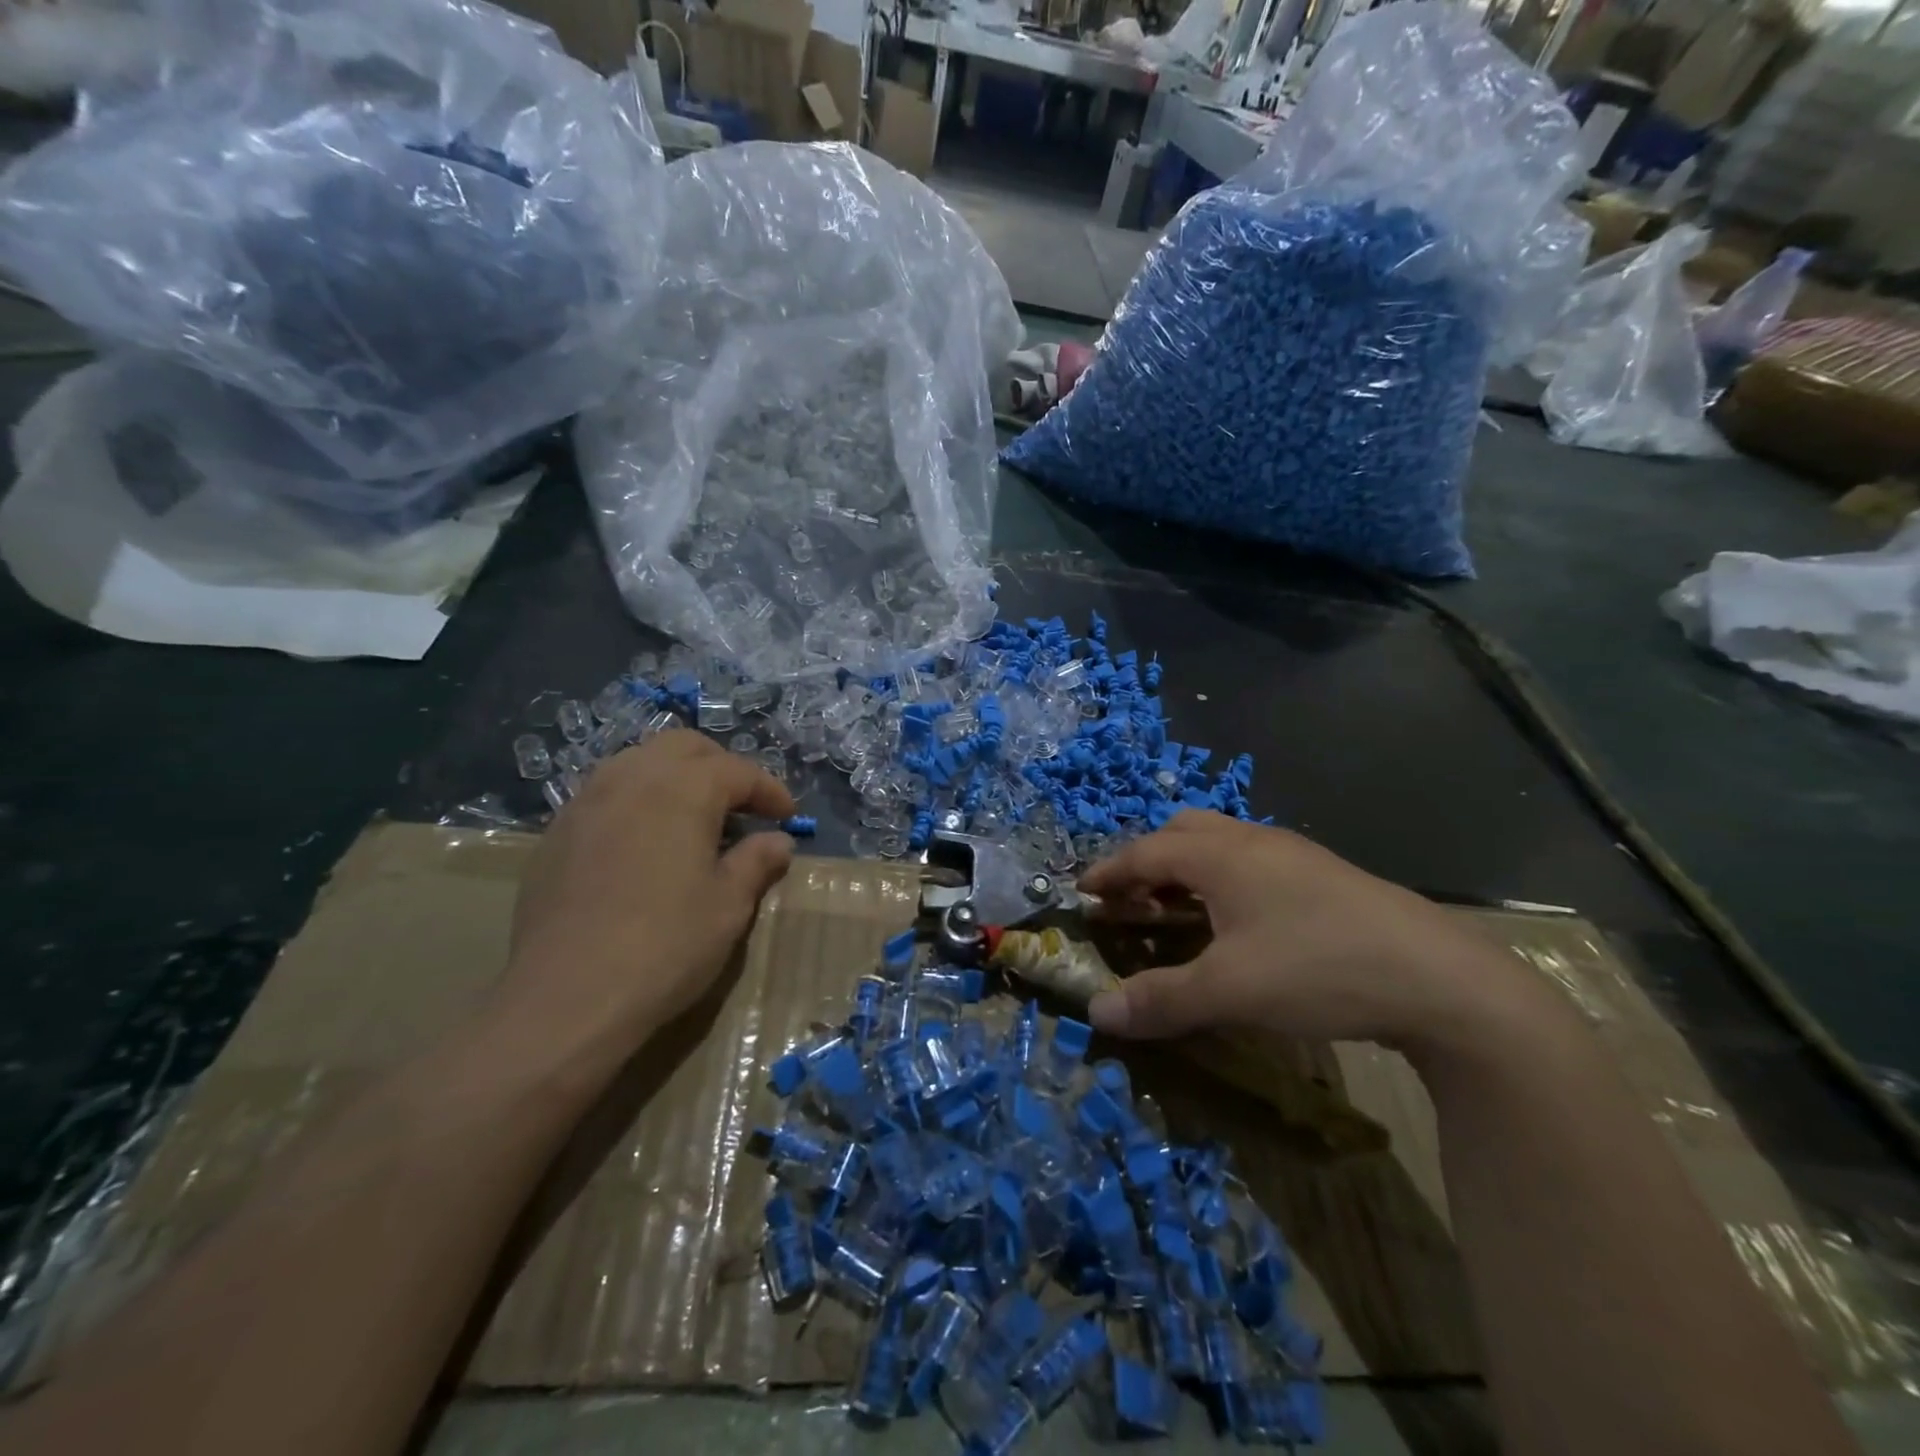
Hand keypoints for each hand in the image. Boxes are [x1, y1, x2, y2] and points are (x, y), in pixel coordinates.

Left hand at [500, 731, 796, 1049]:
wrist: (567, 997)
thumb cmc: (666, 946)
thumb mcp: (729, 905)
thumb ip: (757, 862)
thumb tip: (778, 841)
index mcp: (682, 789)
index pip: (737, 771)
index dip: (769, 790)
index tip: (788, 817)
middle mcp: (632, 779)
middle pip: (684, 747)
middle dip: (721, 766)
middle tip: (742, 805)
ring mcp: (586, 802)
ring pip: (638, 761)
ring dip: (675, 776)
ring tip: (693, 816)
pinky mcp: (556, 833)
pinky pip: (605, 793)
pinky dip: (637, 799)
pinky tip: (644, 841)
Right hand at [1079, 812, 1546, 1052]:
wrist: (1440, 978)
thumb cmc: (1318, 969)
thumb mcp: (1229, 990)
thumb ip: (1160, 999)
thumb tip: (1097, 1012)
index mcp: (1221, 855)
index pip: (1145, 852)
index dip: (1109, 872)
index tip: (1083, 891)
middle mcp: (1253, 841)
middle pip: (1182, 832)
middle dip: (1147, 861)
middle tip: (1131, 901)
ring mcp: (1294, 854)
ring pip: (1221, 844)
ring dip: (1188, 869)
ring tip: (1179, 911)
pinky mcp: (1324, 876)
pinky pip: (1252, 862)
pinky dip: (1223, 880)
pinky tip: (1239, 923)